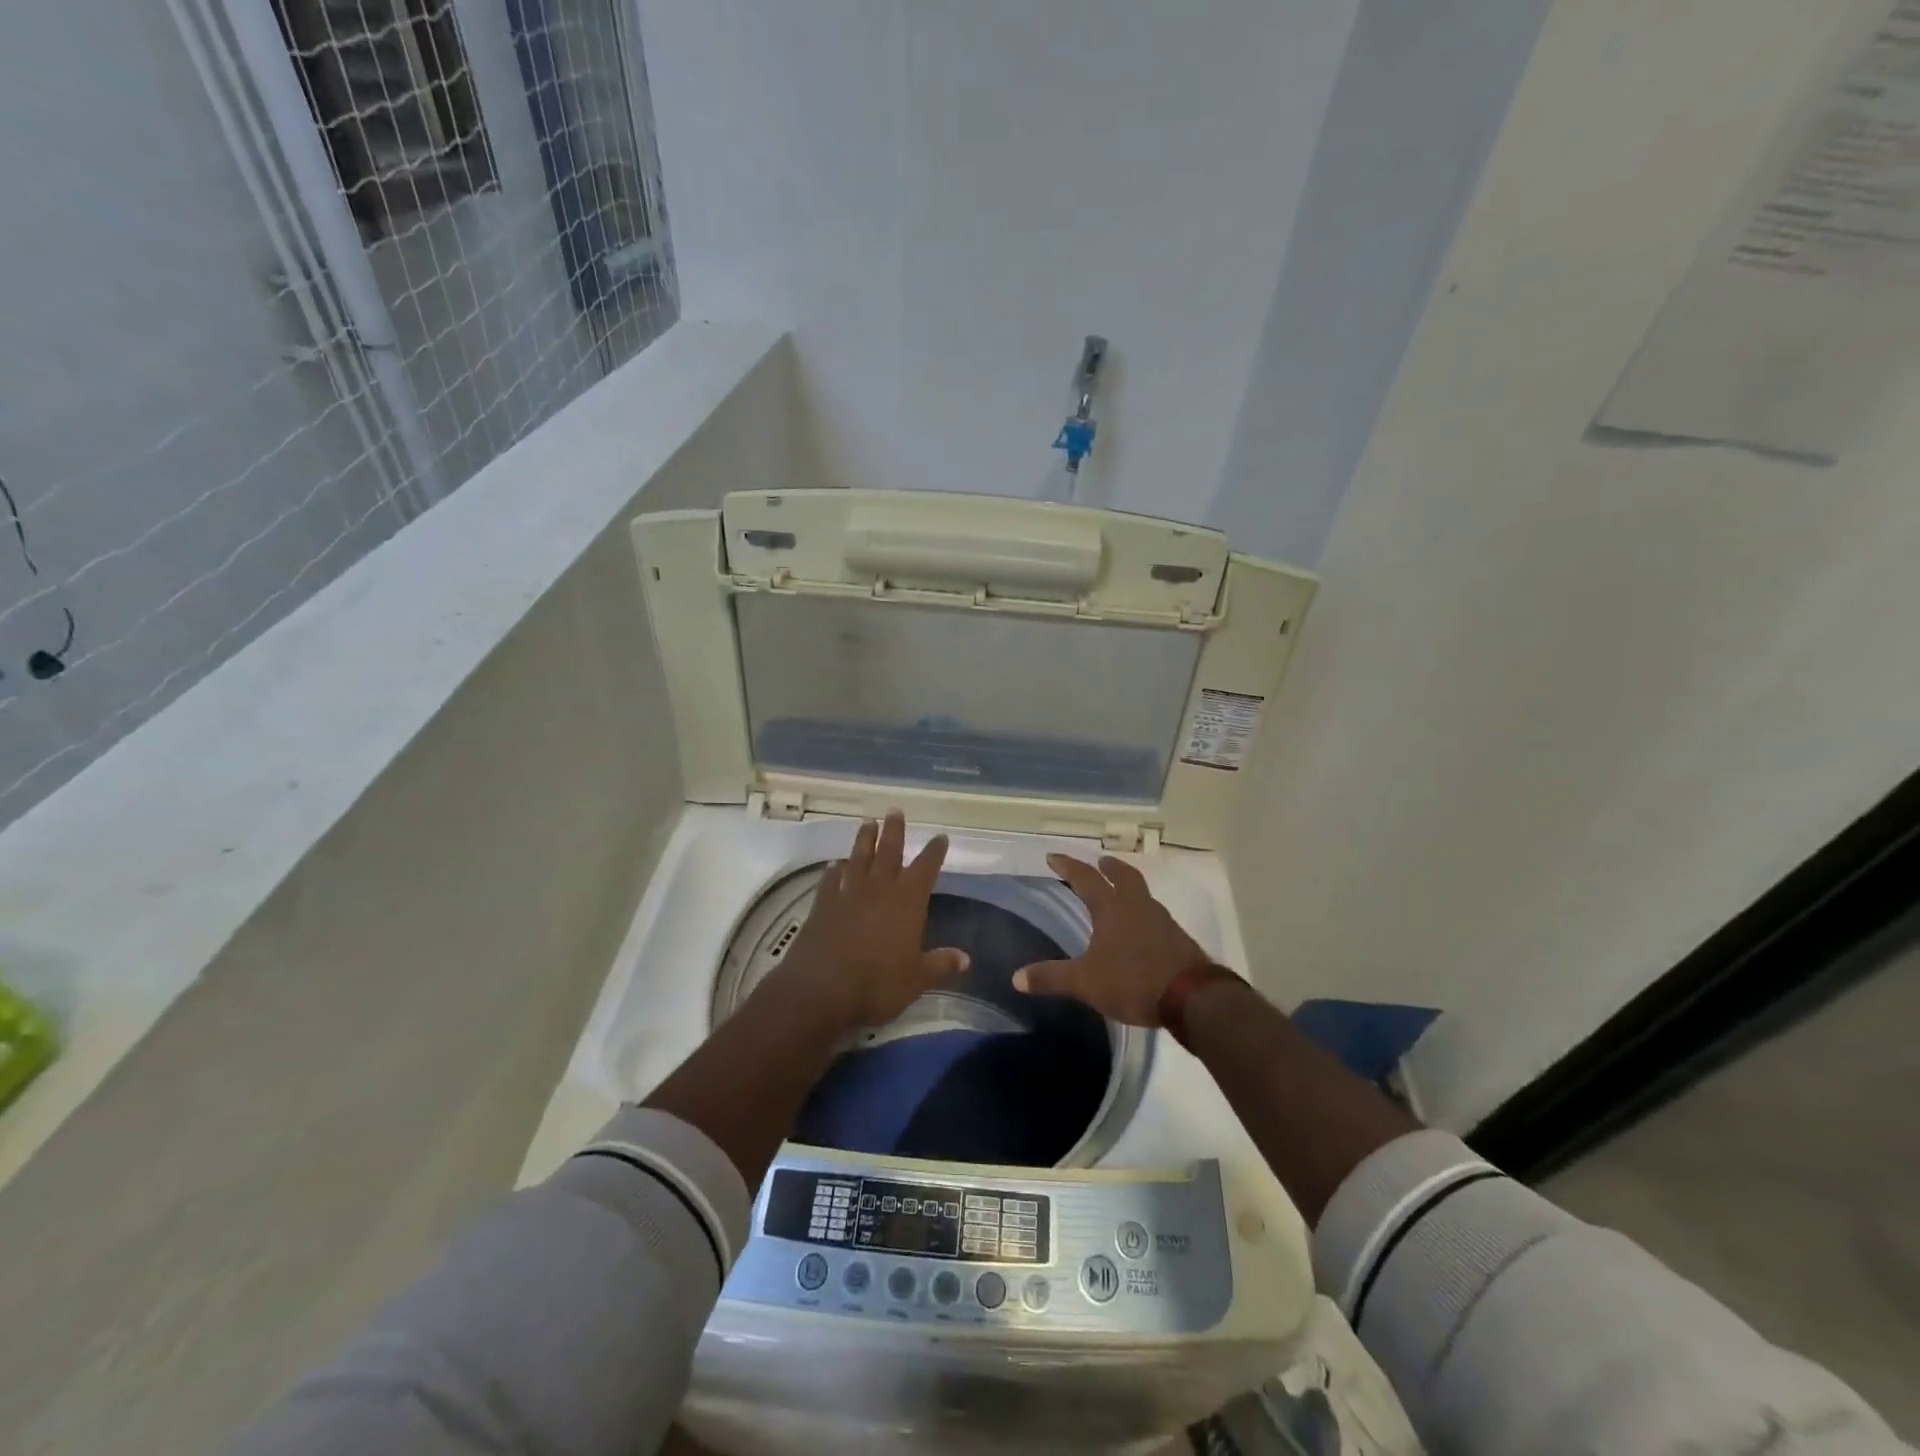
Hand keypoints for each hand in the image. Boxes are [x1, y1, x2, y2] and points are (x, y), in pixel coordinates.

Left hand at [772, 811, 970, 1029]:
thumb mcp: (916, 979)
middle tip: (895, 810)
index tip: (940, 837)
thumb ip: (940, 964)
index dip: (934, 852)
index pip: (925, 869)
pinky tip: (835, 864)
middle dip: (894, 831)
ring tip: (867, 822)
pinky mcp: (822, 905)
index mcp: (907, 902)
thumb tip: (966, 958)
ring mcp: (847, 894)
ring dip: (864, 840)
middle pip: (889, 852)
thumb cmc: (876, 984)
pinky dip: (834, 870)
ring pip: (859, 858)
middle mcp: (878, 890)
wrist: (820, 990)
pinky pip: (830, 880)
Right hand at [1012, 854, 1211, 1025]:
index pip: (1085, 879)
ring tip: (1119, 894)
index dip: (1068, 866)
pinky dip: (1142, 913)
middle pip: (1124, 876)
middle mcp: (1138, 906)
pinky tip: (1139, 929)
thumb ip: (1052, 977)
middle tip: (1100, 862)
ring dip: (1128, 888)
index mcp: (1112, 908)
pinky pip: (1155, 916)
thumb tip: (1016, 978)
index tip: (1054, 856)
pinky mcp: (1177, 939)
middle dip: (1109, 868)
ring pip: (1142, 894)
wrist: (1192, 997)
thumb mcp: (1086, 982)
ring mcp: (1162, 921)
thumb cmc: (1133, 981)